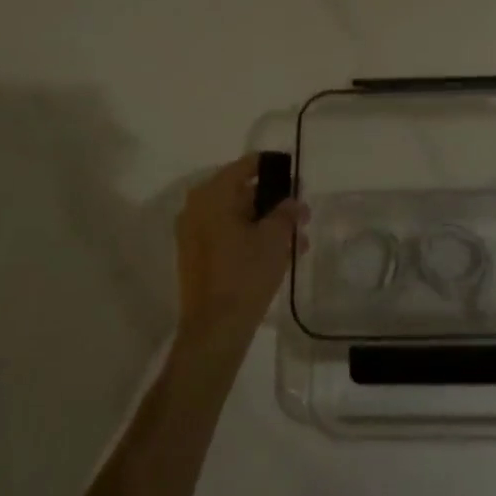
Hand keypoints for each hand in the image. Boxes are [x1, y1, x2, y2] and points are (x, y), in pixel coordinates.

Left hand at [175, 154, 301, 353]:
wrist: (215, 330)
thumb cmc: (245, 274)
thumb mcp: (275, 237)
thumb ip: (286, 211)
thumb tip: (292, 201)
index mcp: (213, 195)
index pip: (246, 165)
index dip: (273, 167)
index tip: (295, 175)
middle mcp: (197, 208)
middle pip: (241, 192)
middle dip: (274, 202)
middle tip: (302, 212)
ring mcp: (194, 234)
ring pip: (238, 217)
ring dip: (267, 224)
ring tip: (298, 240)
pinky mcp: (197, 257)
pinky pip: (228, 236)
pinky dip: (252, 238)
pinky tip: (280, 254)